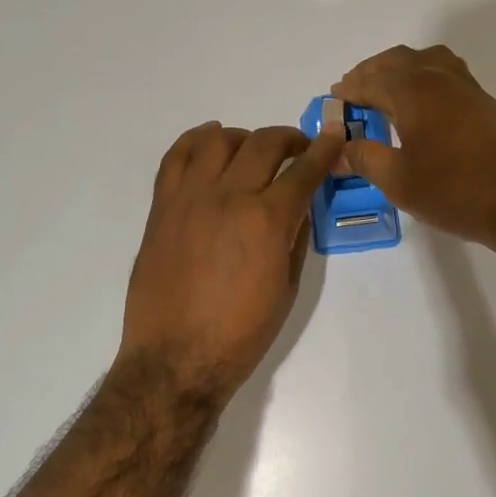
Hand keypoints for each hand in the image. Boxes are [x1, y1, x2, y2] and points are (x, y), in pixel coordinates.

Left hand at [119, 119, 343, 398]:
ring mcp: (189, 198)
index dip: (324, 150)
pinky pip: (176, 157)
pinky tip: (210, 142)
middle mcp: (228, 197)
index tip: (334, 138)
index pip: (304, 170)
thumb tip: (300, 205)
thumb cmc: (241, 333)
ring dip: (244, 138)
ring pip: (218, 141)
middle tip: (299, 149)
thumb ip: (295, 237)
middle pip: (263, 144)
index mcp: (266, 220)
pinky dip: (196, 140)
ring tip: (252, 151)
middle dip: (289, 139)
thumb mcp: (287, 287)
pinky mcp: (162, 208)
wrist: (176, 358)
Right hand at [332, 45, 495, 254]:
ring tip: (386, 91)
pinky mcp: (485, 104)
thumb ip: (365, 158)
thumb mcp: (399, 181)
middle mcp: (440, 78)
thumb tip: (340, 148)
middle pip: (399, 61)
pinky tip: (422, 105)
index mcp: (414, 91)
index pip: (372, 81)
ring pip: (426, 61)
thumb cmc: (455, 191)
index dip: (350, 90)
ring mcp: (467, 88)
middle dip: (372, 72)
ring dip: (401, 69)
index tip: (333, 98)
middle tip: (354, 92)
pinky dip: (424, 78)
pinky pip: (446, 74)